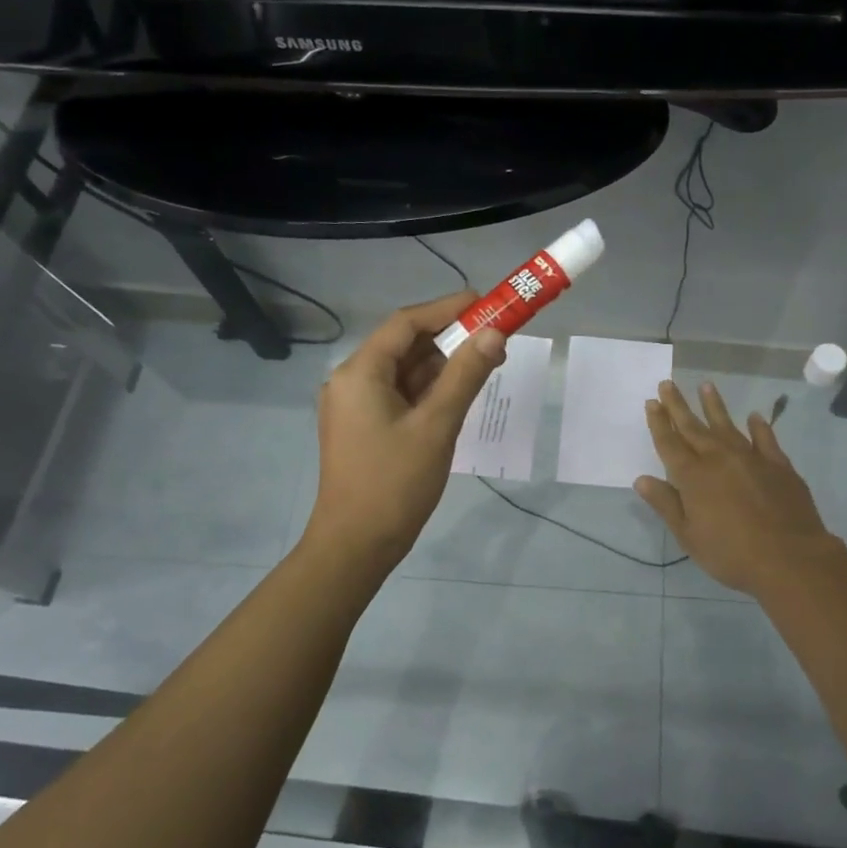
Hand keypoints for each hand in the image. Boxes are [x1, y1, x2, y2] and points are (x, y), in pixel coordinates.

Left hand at [302, 291, 505, 566]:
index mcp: (360, 373)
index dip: (447, 309)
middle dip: (449, 338)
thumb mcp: (437, 425)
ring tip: (487, 361)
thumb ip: (466, 375)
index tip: (485, 302)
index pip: (405, 323)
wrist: (356, 545)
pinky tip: (460, 391)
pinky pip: (400, 395)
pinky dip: (429, 389)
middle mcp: (351, 380)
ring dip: (442, 365)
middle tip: (494, 335)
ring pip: (404, 371)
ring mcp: (356, 406)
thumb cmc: (395, 483)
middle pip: (404, 345)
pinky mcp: (364, 427)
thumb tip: (496, 333)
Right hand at [636, 380, 839, 595]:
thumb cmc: (731, 553)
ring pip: (727, 425)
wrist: (790, 558)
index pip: (670, 443)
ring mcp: (751, 458)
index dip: (659, 422)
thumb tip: (641, 479)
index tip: (652, 402)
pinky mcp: (778, 465)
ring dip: (714, 406)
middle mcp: (719, 459)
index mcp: (693, 476)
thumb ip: (666, 504)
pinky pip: (765, 439)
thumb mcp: (689, 536)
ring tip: (705, 385)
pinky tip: (754, 416)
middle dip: (678, 406)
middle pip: (694, 427)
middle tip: (668, 384)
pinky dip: (759, 426)